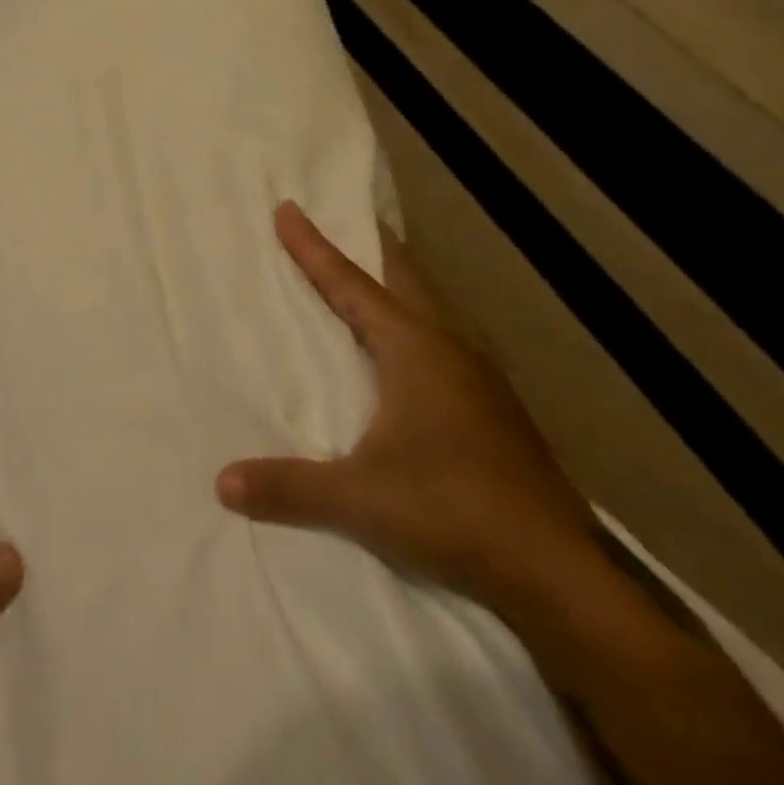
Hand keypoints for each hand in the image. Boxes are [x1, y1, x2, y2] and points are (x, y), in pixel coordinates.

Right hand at [217, 201, 599, 616]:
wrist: (562, 575)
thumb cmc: (453, 511)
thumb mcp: (361, 498)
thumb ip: (289, 487)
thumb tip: (222, 483)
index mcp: (415, 349)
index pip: (350, 284)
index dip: (314, 247)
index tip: (288, 209)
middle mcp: (450, 350)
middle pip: (403, 280)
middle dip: (372, 248)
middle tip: (347, 220)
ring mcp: (482, 380)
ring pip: (431, 311)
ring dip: (398, 287)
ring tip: (373, 280)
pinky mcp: (497, 411)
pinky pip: (446, 344)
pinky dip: (418, 327)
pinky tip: (415, 355)